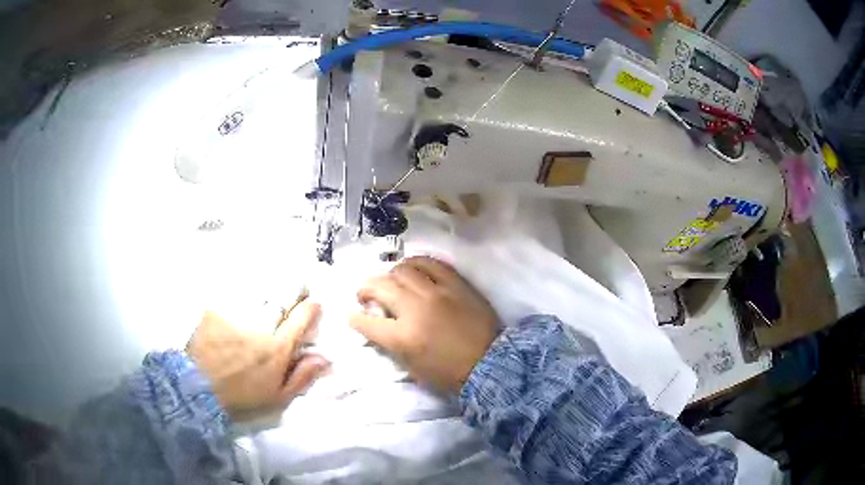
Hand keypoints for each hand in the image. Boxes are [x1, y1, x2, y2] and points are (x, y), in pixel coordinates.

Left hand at [187, 300, 328, 416]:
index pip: (302, 317)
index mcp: (277, 348)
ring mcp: (236, 314)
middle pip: (283, 297)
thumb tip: (325, 358)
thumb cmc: (242, 396)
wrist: (198, 388)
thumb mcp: (277, 397)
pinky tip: (246, 296)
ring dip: (272, 289)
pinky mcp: (217, 309)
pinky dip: (246, 292)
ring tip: (273, 291)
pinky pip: (237, 293)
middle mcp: (260, 325)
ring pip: (262, 291)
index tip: (314, 305)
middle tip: (298, 288)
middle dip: (294, 290)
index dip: (312, 307)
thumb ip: (302, 376)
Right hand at [350, 257, 499, 392]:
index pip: (367, 321)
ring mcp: (437, 292)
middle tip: (366, 294)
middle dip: (365, 289)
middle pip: (380, 287)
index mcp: (403, 337)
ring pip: (402, 270)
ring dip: (390, 275)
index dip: (355, 318)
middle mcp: (415, 310)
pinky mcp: (455, 283)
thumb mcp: (412, 366)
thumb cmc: (449, 372)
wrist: (489, 362)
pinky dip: (416, 263)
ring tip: (391, 282)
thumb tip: (377, 322)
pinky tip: (413, 270)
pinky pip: (430, 263)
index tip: (354, 315)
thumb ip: (390, 343)